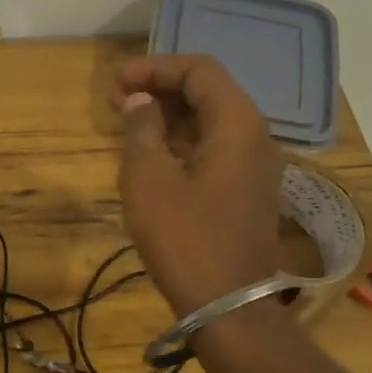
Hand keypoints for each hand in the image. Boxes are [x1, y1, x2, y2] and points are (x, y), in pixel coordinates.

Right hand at [113, 55, 283, 318]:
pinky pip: (214, 147)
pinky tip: (151, 154)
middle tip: (116, 101)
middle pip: (208, 91)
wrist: (228, 304)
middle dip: (160, 89)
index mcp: (237, 123)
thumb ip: (142, 129)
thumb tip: (139, 101)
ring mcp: (255, 165)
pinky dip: (182, 141)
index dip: (154, 68)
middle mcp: (255, 135)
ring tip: (127, 124)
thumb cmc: (184, 238)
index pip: (199, 70)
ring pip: (210, 120)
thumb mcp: (149, 179)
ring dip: (169, 115)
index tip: (117, 84)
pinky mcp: (247, 189)